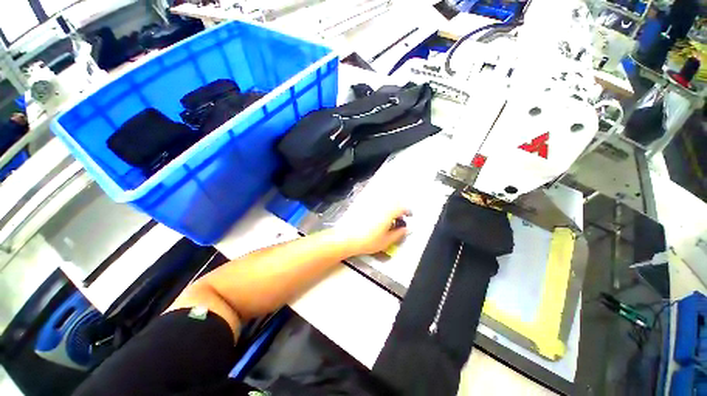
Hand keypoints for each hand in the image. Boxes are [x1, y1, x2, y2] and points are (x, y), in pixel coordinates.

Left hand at [335, 206, 410, 255]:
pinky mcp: (363, 206)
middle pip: (394, 202)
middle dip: (399, 208)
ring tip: (389, 218)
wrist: (346, 238)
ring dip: (390, 207)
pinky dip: (380, 208)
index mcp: (388, 212)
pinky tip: (377, 217)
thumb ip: (398, 234)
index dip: (407, 211)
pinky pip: (376, 203)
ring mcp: (371, 204)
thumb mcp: (386, 241)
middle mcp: (380, 206)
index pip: (402, 207)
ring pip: (384, 202)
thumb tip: (406, 229)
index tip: (409, 216)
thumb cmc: (367, 241)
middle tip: (399, 218)